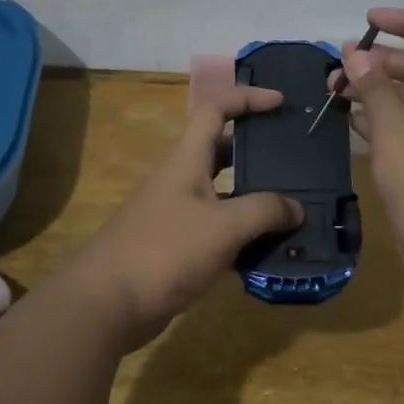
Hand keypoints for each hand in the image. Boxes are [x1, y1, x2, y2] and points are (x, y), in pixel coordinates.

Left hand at [59, 87, 302, 348]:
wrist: (106, 304)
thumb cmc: (164, 251)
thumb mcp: (222, 227)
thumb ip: (263, 212)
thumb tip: (297, 208)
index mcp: (187, 160)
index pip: (216, 110)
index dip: (247, 99)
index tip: (281, 103)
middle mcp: (182, 180)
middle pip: (223, 151)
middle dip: (259, 151)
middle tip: (296, 160)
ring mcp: (178, 214)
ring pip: (224, 194)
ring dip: (255, 198)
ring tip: (294, 208)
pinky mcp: (177, 247)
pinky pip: (218, 230)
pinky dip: (243, 235)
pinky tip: (269, 250)